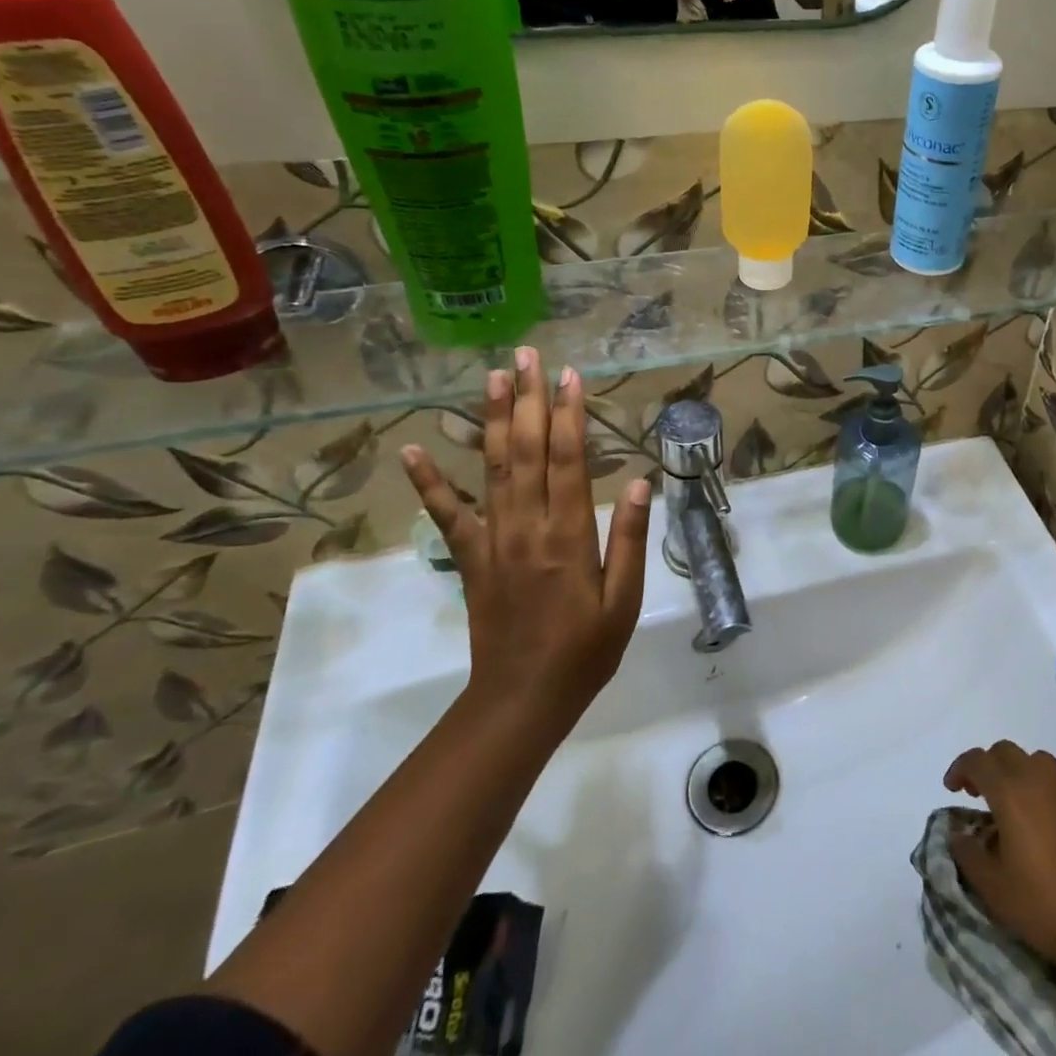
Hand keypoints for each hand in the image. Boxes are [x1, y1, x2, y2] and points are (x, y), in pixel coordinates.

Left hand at [401, 347, 650, 735]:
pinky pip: (447, 514)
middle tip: (527, 355)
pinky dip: (429, 481)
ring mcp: (493, 540)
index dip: (570, 414)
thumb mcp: (624, 599)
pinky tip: (413, 450)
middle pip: (528, 450)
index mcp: (569, 534)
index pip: (569, 460)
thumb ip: (631, 539)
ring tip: (492, 377)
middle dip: (529, 399)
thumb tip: (643, 482)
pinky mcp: (471, 558)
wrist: (522, 699)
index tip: (569, 375)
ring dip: (493, 419)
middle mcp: (527, 526)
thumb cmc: (585, 650)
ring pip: (493, 468)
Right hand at [944, 742, 1055, 971]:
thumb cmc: (1042, 904)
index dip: (959, 769)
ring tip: (1016, 804)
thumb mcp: (991, 886)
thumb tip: (957, 833)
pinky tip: (1050, 816)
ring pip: (1036, 761)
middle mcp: (1038, 776)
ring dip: (1019, 773)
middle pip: (1005, 752)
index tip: (951, 789)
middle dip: (988, 767)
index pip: (976, 760)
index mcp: (1009, 790)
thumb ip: (967, 852)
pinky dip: (1049, 788)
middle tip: (980, 795)